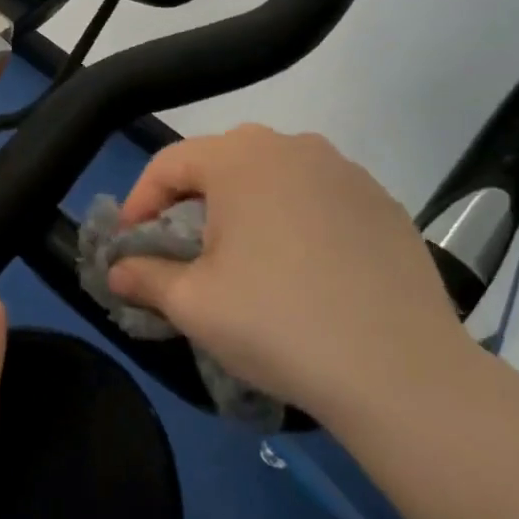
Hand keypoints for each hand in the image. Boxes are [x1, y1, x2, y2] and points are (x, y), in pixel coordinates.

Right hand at [108, 125, 468, 422]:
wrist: (402, 372)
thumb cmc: (278, 323)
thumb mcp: (193, 304)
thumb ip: (144, 277)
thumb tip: (116, 270)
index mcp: (240, 157)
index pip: (168, 164)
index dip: (138, 202)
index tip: (128, 245)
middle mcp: (293, 146)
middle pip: (221, 162)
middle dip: (190, 201)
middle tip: (181, 248)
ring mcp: (345, 171)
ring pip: (273, 176)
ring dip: (244, 206)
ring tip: (242, 256)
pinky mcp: (383, 202)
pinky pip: (318, 197)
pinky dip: (294, 219)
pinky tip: (302, 267)